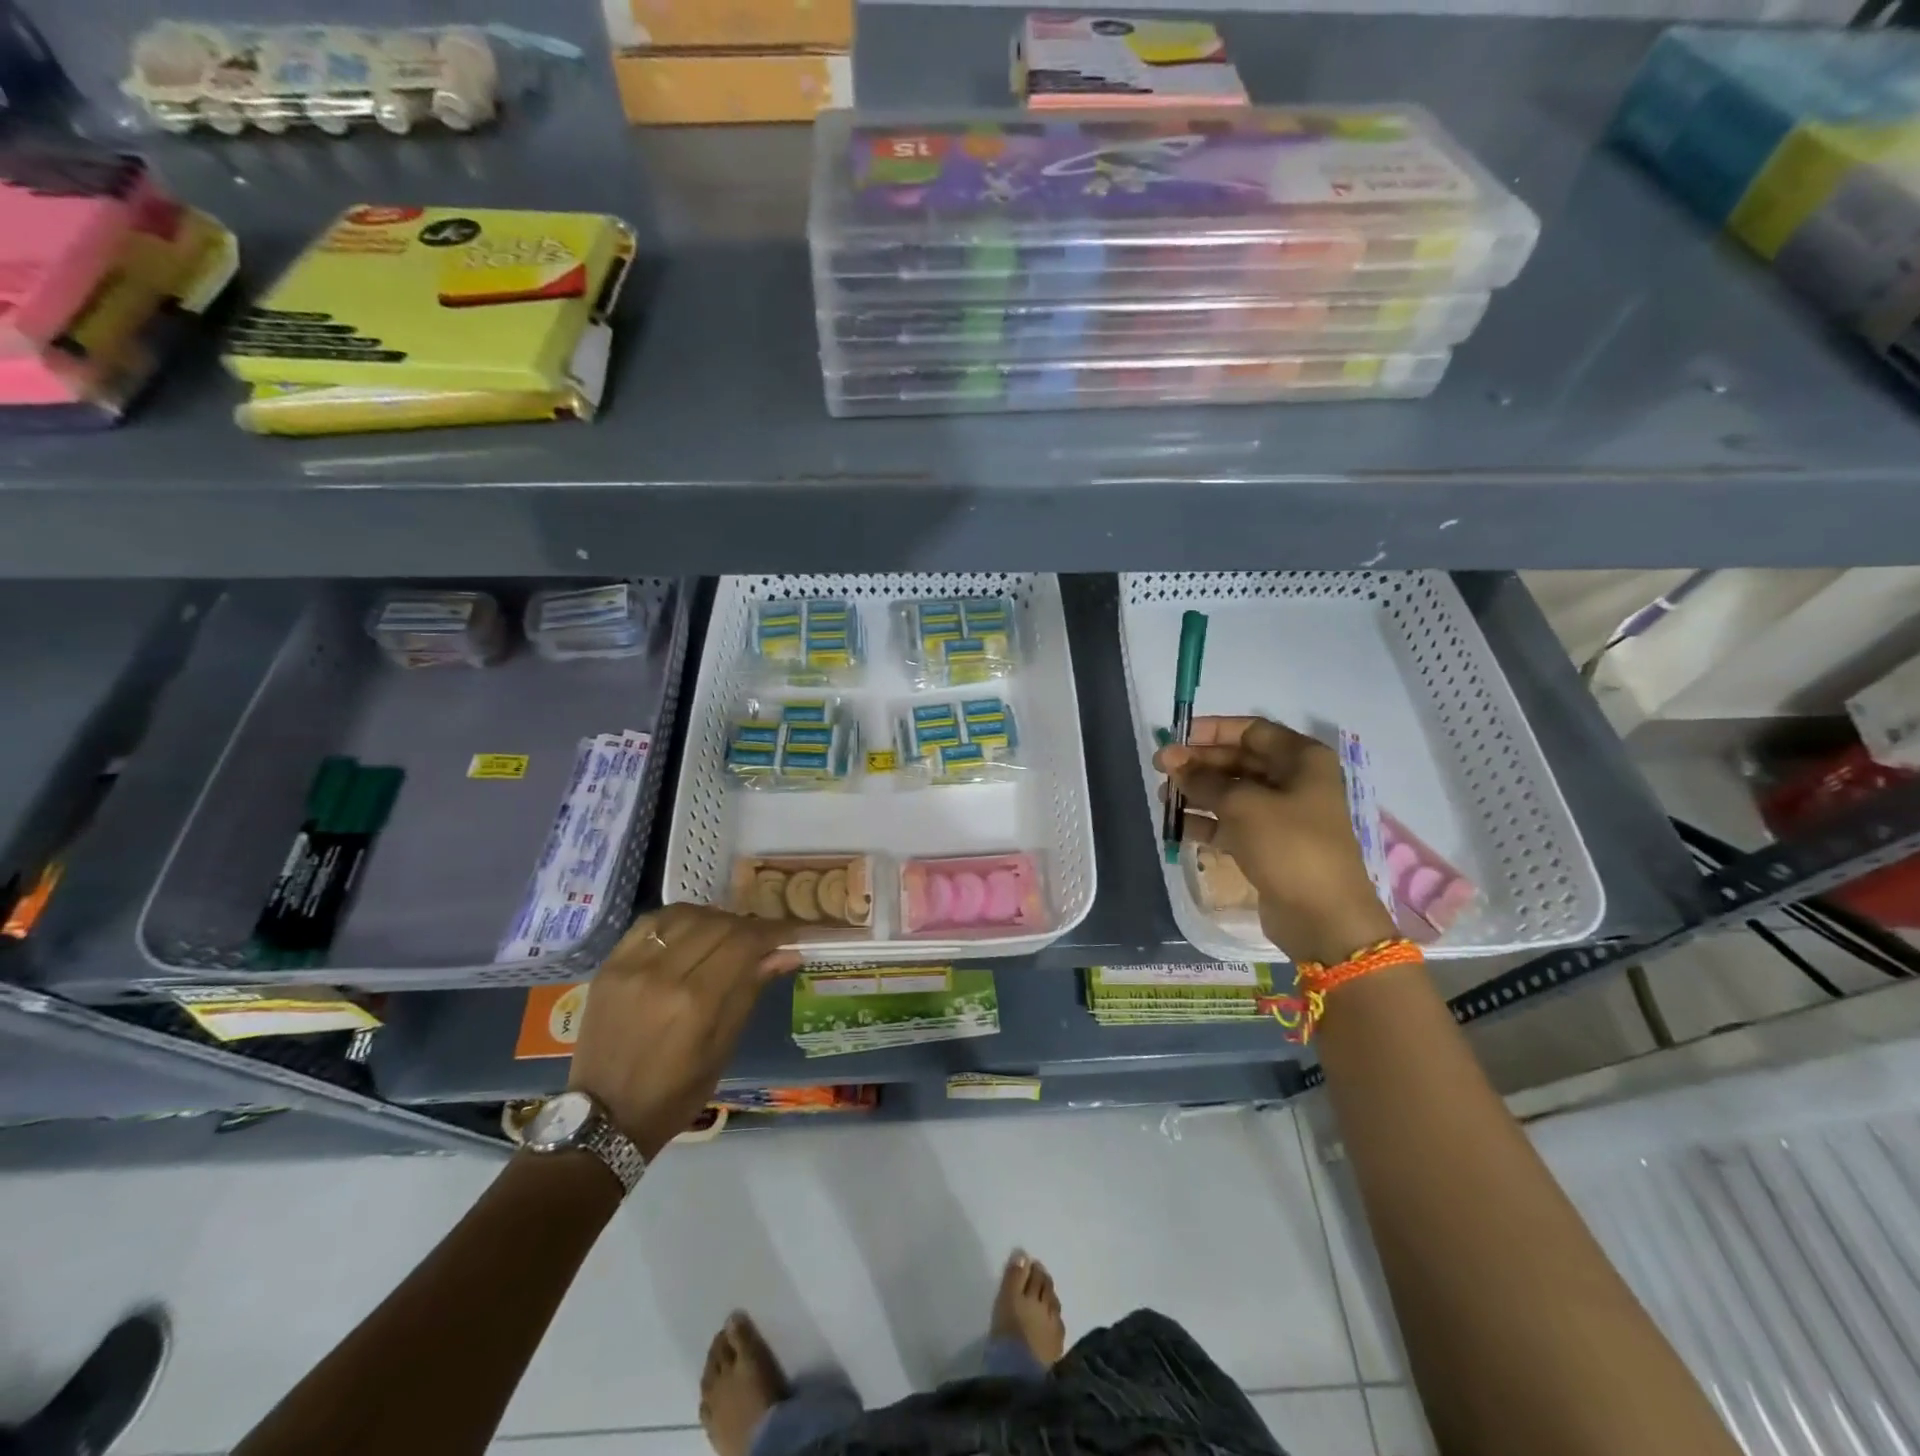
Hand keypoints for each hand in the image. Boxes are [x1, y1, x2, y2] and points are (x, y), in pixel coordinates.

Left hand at [568, 904, 801, 1158]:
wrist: (602, 1117)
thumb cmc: (674, 1093)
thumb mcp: (723, 1049)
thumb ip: (751, 991)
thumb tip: (787, 953)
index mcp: (696, 1003)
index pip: (744, 943)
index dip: (774, 931)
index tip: (792, 932)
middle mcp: (663, 975)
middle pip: (719, 924)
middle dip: (749, 927)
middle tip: (762, 940)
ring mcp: (631, 966)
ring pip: (686, 916)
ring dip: (715, 919)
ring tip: (727, 935)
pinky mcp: (610, 965)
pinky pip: (651, 922)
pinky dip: (679, 919)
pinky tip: (691, 930)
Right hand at [1154, 717, 1397, 965]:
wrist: (1323, 917)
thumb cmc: (1288, 846)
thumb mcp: (1241, 805)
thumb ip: (1202, 779)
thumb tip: (1171, 759)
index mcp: (1301, 760)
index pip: (1251, 730)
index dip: (1211, 731)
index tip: (1175, 737)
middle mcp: (1295, 781)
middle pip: (1239, 761)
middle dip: (1199, 764)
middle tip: (1159, 769)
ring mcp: (1284, 815)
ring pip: (1233, 793)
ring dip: (1197, 793)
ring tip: (1162, 798)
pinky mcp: (1271, 845)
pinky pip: (1233, 823)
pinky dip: (1206, 822)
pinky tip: (1177, 826)